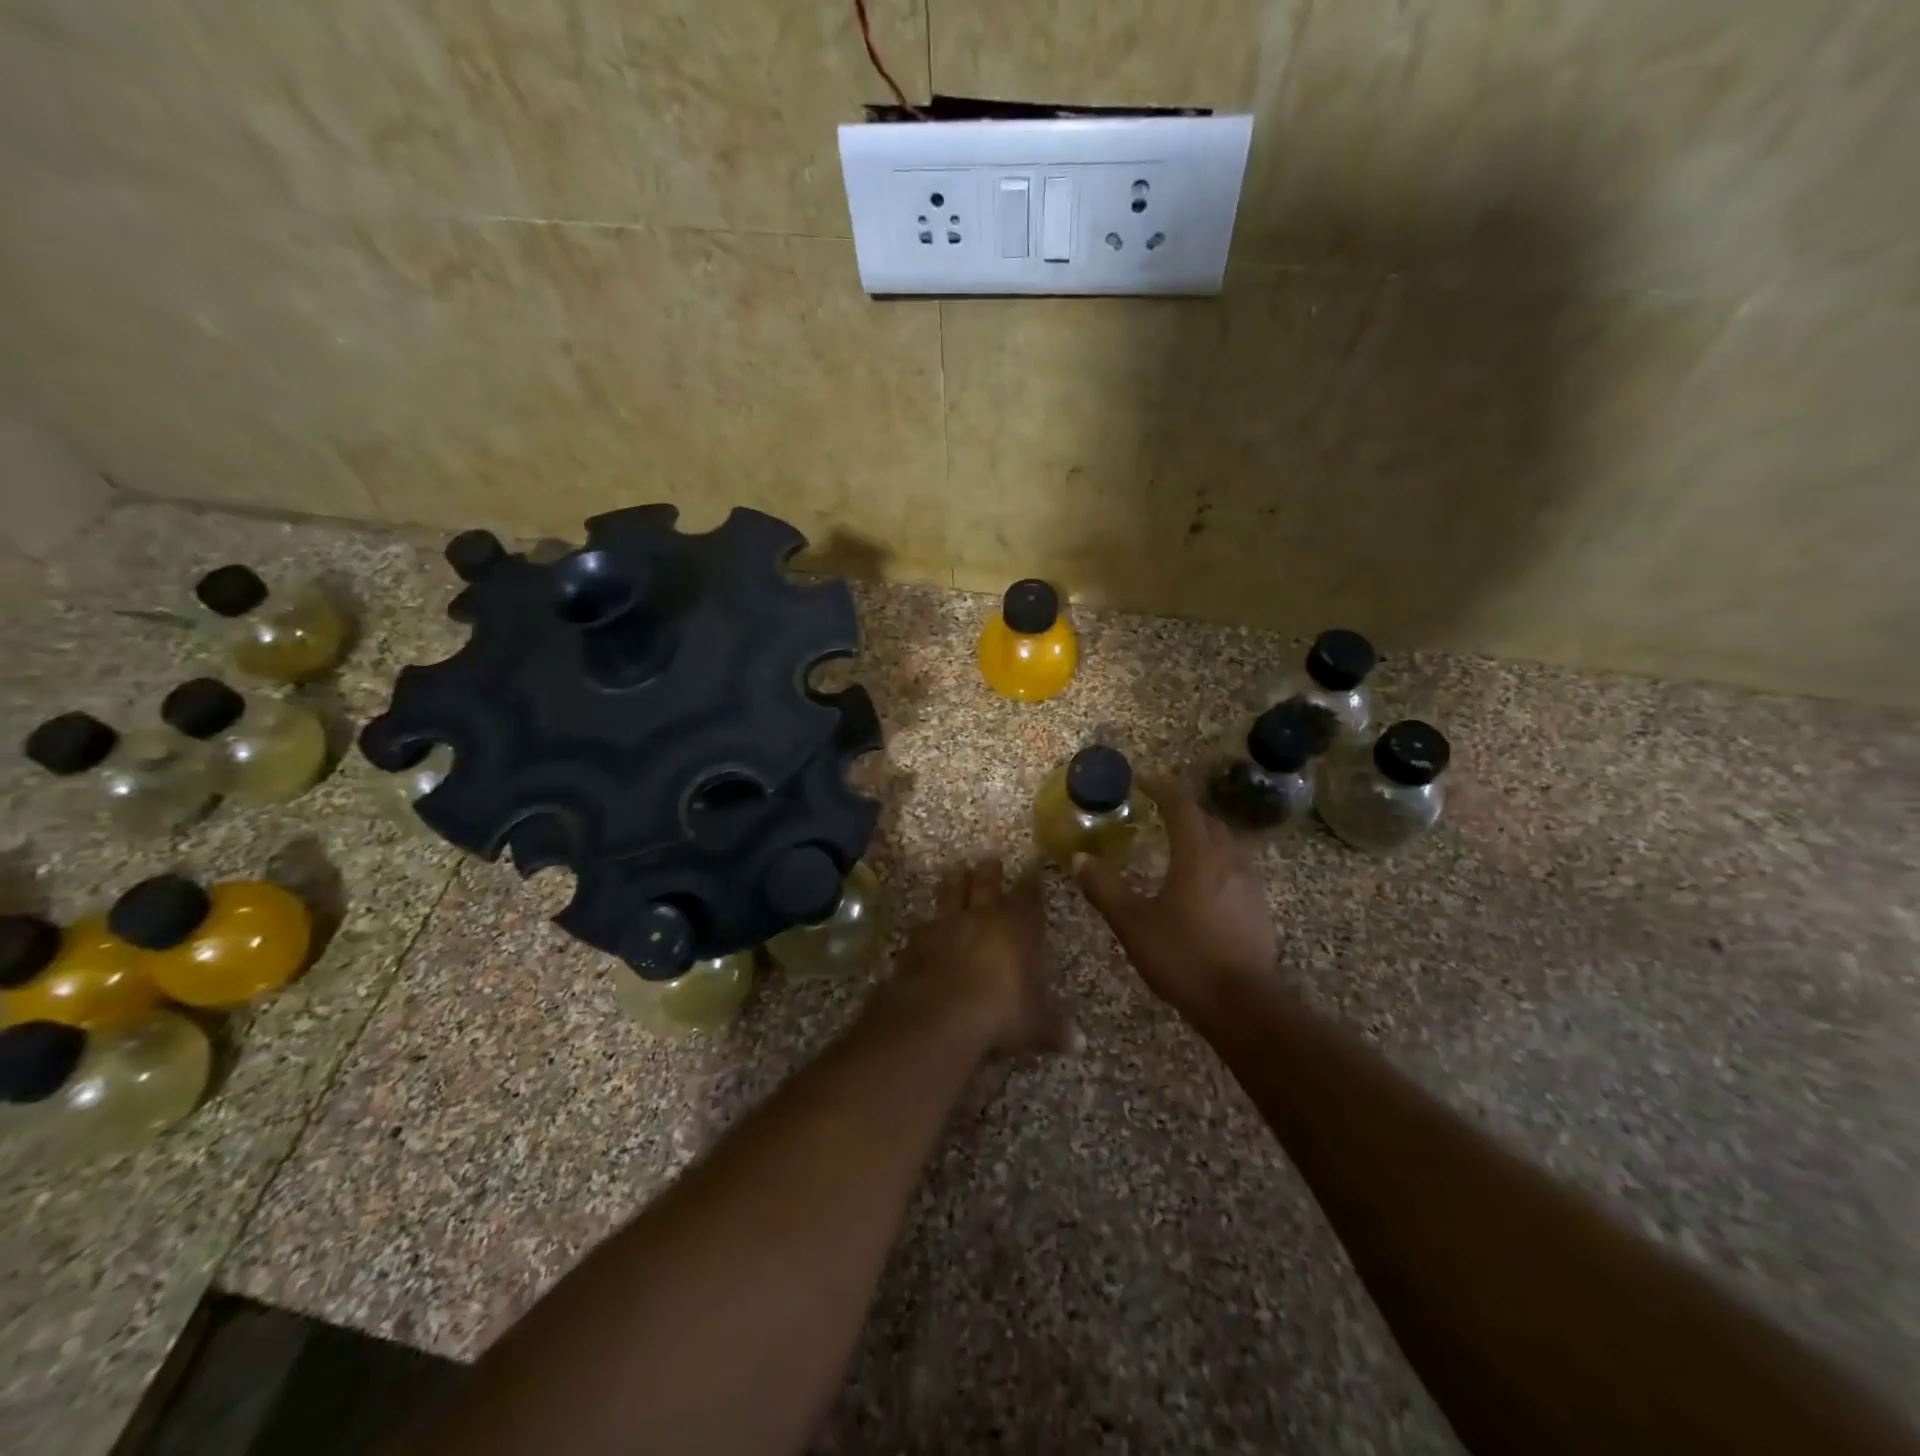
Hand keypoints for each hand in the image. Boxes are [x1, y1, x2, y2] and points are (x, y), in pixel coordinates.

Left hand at [888, 857, 1073, 1056]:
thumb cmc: (1000, 1012)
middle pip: (987, 883)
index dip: (1031, 883)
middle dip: (990, 871)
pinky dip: (928, 922)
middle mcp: (983, 917)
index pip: (1028, 898)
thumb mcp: (1033, 1024)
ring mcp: (947, 924)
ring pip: (952, 892)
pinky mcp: (919, 938)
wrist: (941, 1012)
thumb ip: (1054, 1029)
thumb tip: (1080, 1045)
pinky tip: (925, 924)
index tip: (1032, 867)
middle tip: (990, 859)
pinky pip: (924, 923)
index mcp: (1017, 929)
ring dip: (955, 881)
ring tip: (956, 872)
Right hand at [1073, 775, 1276, 1018]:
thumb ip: (1105, 888)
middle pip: (1207, 820)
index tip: (1142, 780)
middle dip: (1182, 808)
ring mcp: (1248, 883)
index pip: (1182, 806)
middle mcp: (1228, 860)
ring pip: (1224, 842)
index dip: (1162, 787)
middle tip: (1156, 810)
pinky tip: (1199, 881)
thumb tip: (1080, 858)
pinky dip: (1213, 859)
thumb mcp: (1133, 924)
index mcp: (1198, 855)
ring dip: (1200, 833)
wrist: (1242, 1004)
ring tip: (1176, 842)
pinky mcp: (1257, 907)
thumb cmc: (1184, 957)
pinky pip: (1233, 866)